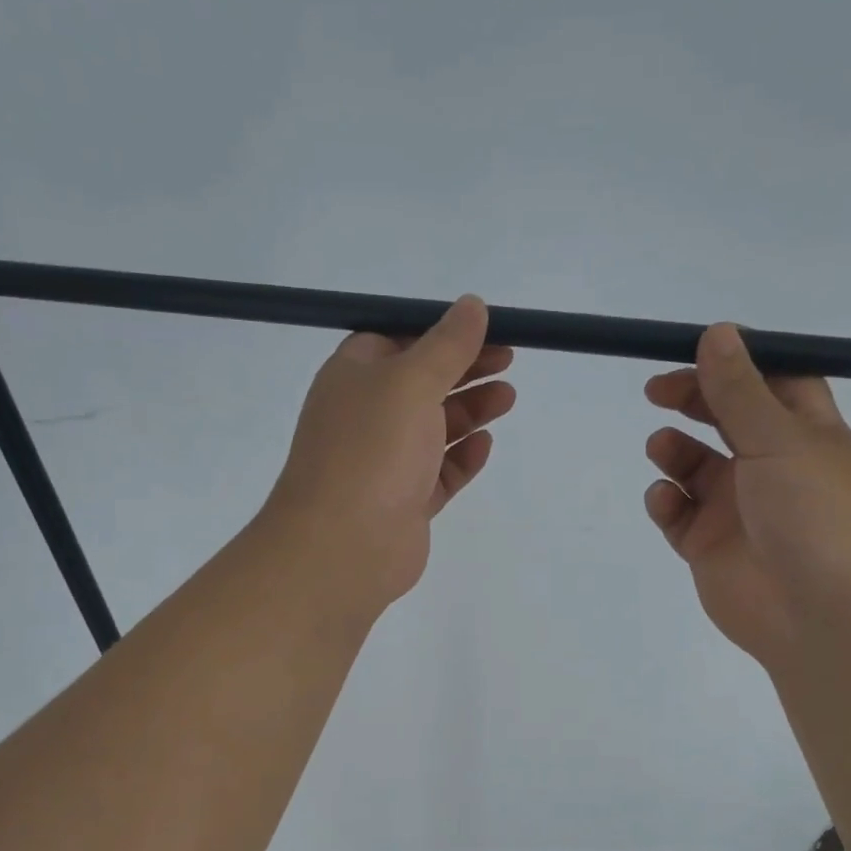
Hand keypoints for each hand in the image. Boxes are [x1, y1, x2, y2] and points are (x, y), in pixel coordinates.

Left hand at [263, 295, 514, 613]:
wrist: (343, 545)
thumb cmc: (372, 449)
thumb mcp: (411, 381)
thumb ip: (447, 345)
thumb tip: (472, 305)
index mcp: (353, 377)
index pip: (397, 340)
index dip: (439, 333)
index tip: (484, 331)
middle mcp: (365, 416)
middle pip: (420, 383)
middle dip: (464, 371)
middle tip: (508, 362)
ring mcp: (384, 462)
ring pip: (433, 428)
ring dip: (469, 411)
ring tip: (507, 398)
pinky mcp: (404, 502)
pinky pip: (438, 473)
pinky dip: (461, 457)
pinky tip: (484, 445)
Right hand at [644, 323, 850, 667]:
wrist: (820, 617)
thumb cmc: (815, 515)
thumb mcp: (780, 440)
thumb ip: (740, 390)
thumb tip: (717, 331)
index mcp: (807, 435)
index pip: (774, 384)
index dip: (737, 365)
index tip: (696, 350)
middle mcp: (772, 467)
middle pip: (726, 420)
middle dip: (693, 401)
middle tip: (657, 391)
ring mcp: (738, 508)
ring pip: (695, 466)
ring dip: (674, 450)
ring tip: (662, 449)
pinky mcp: (708, 545)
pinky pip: (677, 512)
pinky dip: (665, 501)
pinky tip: (666, 501)